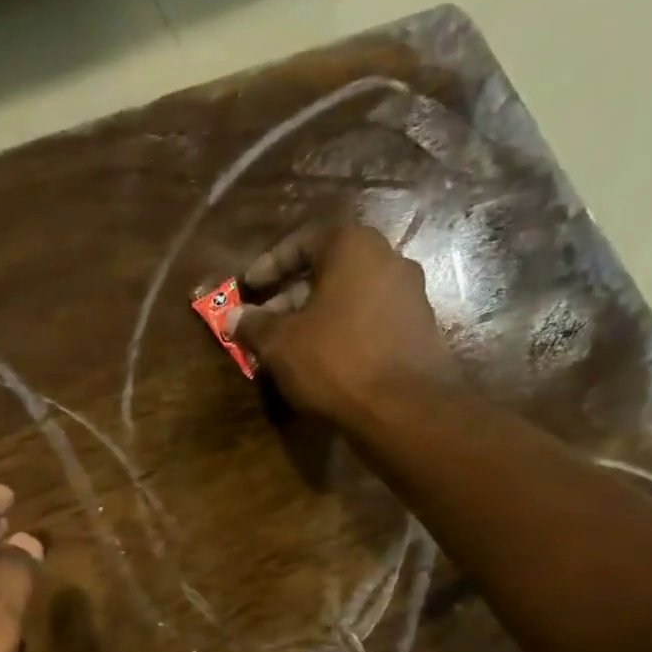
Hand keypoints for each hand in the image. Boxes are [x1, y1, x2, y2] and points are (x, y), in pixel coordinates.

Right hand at [225, 223, 458, 426]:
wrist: (403, 409)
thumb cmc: (334, 361)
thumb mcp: (279, 343)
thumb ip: (254, 324)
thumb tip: (233, 317)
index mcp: (354, 248)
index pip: (303, 242)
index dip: (269, 265)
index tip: (248, 287)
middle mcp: (389, 260)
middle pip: (328, 270)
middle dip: (290, 295)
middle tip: (263, 322)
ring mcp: (410, 294)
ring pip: (348, 297)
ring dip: (314, 316)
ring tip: (286, 346)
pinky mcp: (418, 328)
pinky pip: (368, 319)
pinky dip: (340, 331)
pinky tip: (319, 359)